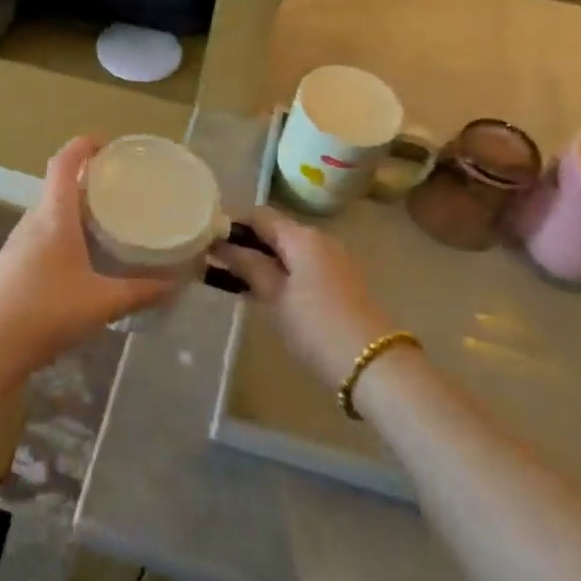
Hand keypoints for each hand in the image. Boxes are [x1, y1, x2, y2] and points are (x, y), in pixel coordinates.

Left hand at [0, 136, 176, 382]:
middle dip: (85, 180)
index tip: (107, 143)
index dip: (83, 145)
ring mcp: (16, 245)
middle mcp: (32, 222)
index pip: (64, 163)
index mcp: (53, 217)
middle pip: (56, 186)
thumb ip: (140, 292)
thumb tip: (175, 284)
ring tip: (103, 221)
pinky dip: (61, 233)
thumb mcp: (100, 303)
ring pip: (48, 213)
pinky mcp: (9, 267)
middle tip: (117, 187)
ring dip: (72, 209)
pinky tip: (78, 260)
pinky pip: (40, 236)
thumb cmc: (44, 312)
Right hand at [211, 207, 397, 388]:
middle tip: (216, 263)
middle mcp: (320, 239)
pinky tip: (267, 293)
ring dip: (264, 260)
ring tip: (236, 280)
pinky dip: (282, 272)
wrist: (374, 365)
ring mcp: (334, 259)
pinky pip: (303, 265)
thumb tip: (221, 244)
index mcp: (302, 236)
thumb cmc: (316, 326)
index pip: (259, 215)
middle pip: (275, 230)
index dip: (232, 224)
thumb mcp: (275, 297)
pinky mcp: (341, 281)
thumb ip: (248, 266)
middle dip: (246, 243)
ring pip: (289, 250)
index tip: (207, 241)